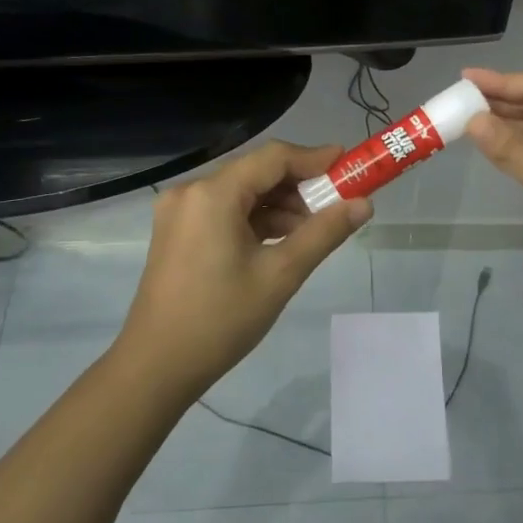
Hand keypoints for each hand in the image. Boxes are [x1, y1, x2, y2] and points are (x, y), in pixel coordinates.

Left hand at [114, 142, 371, 398]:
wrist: (157, 366)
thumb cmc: (221, 319)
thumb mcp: (280, 274)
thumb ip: (324, 232)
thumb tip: (364, 204)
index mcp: (213, 194)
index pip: (273, 157)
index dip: (315, 158)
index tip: (350, 166)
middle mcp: (192, 190)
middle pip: (257, 171)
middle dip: (299, 185)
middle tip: (338, 204)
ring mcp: (180, 211)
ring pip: (242, 191)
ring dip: (279, 204)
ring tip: (314, 230)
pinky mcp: (178, 230)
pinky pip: (225, 209)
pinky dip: (256, 218)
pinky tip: (283, 240)